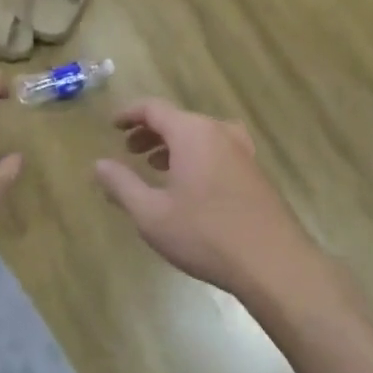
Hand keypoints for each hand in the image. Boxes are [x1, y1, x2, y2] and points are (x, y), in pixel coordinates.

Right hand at [93, 99, 314, 296]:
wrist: (274, 264)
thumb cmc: (205, 235)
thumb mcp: (151, 214)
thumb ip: (122, 185)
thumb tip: (98, 164)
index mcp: (192, 133)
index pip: (154, 108)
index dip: (129, 114)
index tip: (111, 126)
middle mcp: (219, 133)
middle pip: (178, 120)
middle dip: (150, 132)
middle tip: (129, 150)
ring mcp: (242, 152)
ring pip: (199, 136)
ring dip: (173, 146)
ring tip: (155, 166)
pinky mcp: (255, 174)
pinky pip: (217, 151)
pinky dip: (195, 157)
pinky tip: (188, 186)